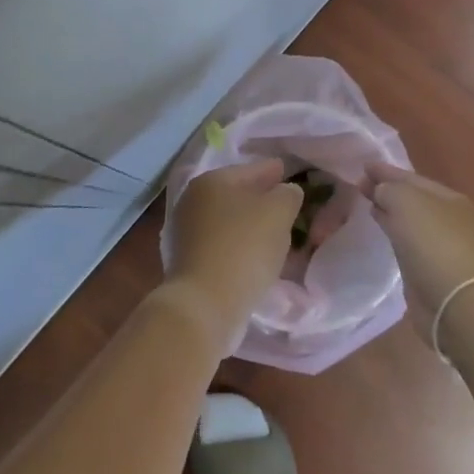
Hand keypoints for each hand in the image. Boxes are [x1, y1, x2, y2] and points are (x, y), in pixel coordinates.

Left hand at [163, 158, 303, 353]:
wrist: (205, 304)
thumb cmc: (243, 248)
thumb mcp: (278, 213)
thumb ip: (287, 195)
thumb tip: (285, 191)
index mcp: (212, 180)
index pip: (251, 169)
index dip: (272, 170)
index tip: (286, 171)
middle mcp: (193, 200)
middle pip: (236, 194)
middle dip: (260, 198)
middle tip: (284, 204)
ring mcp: (186, 231)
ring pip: (228, 220)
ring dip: (249, 224)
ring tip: (273, 232)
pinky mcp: (187, 260)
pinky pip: (221, 243)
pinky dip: (238, 244)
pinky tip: (254, 254)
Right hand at [362, 162, 473, 325]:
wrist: (457, 305)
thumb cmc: (434, 244)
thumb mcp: (406, 202)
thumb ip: (388, 189)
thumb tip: (379, 190)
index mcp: (450, 199)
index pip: (412, 177)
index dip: (386, 171)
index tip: (363, 166)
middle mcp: (451, 220)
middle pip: (413, 199)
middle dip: (388, 190)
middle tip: (361, 185)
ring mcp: (444, 246)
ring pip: (411, 221)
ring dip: (390, 212)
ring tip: (369, 205)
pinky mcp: (434, 271)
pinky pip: (409, 243)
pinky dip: (395, 234)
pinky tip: (384, 232)